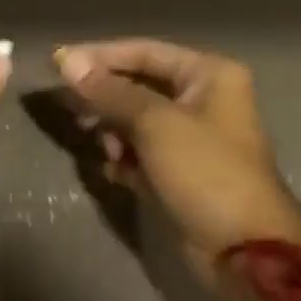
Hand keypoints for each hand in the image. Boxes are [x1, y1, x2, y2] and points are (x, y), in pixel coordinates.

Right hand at [54, 40, 300, 281]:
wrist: (243, 250)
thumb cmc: (205, 173)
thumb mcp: (155, 124)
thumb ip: (109, 91)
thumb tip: (66, 60)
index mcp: (208, 75)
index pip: (143, 51)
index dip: (99, 56)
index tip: (56, 65)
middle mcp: (202, 98)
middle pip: (137, 85)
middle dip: (104, 99)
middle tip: (72, 113)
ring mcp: (190, 137)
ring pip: (134, 121)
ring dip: (113, 132)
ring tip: (105, 151)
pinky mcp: (178, 171)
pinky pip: (139, 152)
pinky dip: (124, 158)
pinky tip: (115, 173)